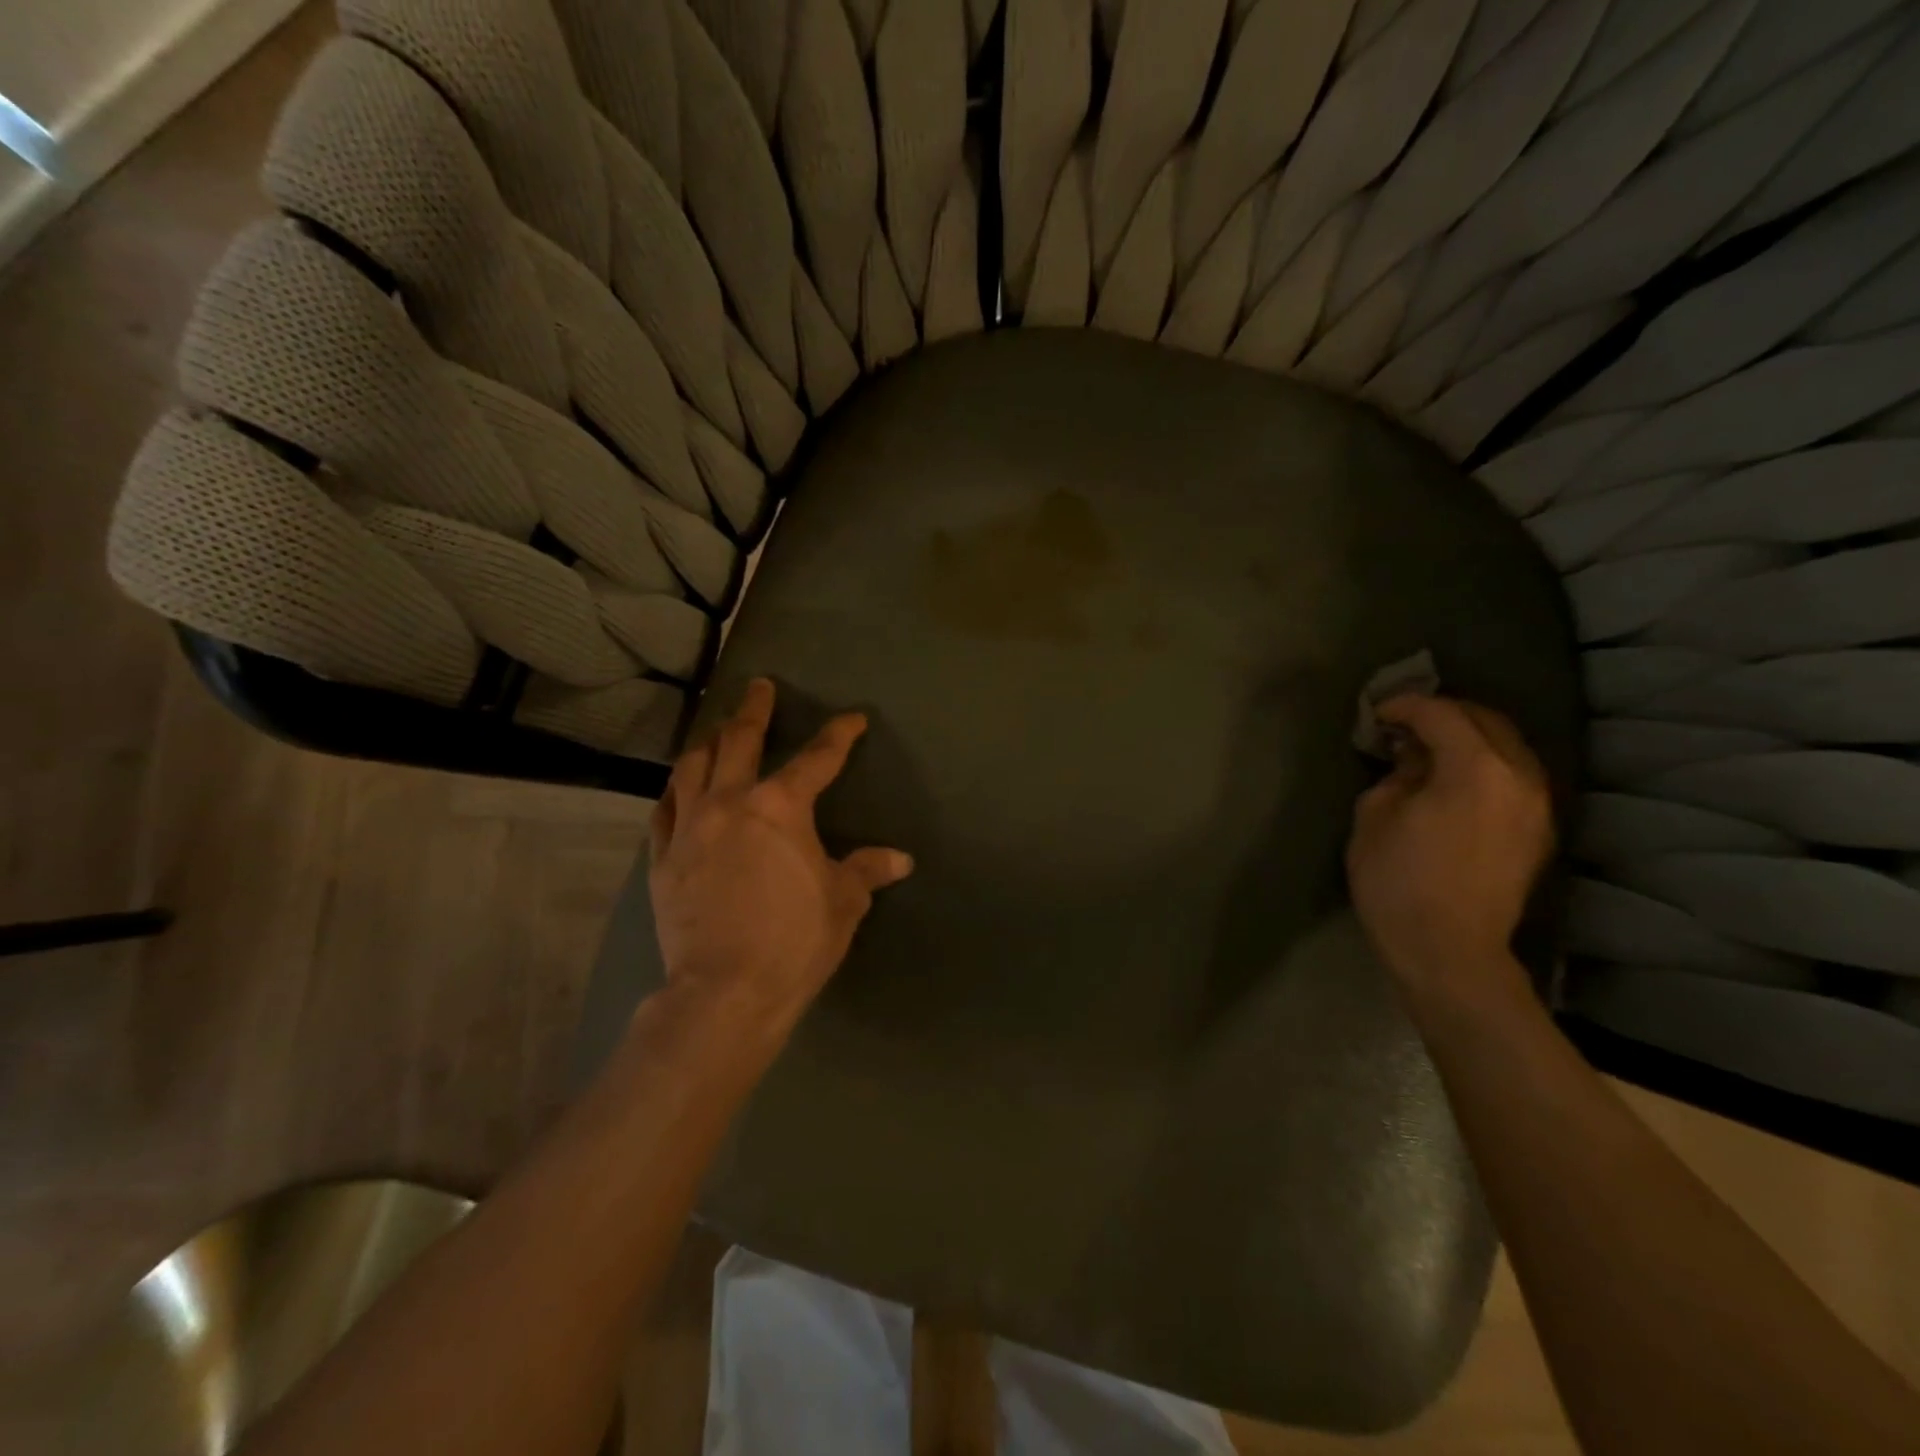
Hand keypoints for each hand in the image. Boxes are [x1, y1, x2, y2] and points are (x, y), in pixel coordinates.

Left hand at [648, 678, 913, 1039]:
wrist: (725, 992)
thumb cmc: (795, 940)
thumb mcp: (843, 902)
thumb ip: (867, 870)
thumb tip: (901, 859)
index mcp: (781, 807)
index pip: (818, 758)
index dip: (839, 735)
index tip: (853, 718)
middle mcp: (730, 802)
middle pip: (738, 740)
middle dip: (753, 710)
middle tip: (758, 687)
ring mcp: (690, 828)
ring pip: (692, 767)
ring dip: (707, 741)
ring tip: (715, 729)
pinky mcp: (663, 858)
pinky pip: (664, 810)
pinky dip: (675, 790)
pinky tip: (678, 785)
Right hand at [1346, 694, 1553, 1004]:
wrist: (1449, 951)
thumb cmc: (1399, 881)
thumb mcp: (1374, 817)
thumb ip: (1396, 775)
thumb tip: (1413, 759)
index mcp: (1477, 769)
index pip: (1442, 714)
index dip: (1404, 706)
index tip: (1376, 715)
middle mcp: (1520, 777)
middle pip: (1486, 721)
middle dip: (1442, 714)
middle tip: (1402, 725)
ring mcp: (1538, 806)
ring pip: (1507, 747)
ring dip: (1467, 738)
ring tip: (1427, 750)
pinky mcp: (1538, 831)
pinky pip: (1514, 776)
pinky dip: (1483, 764)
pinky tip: (1452, 781)